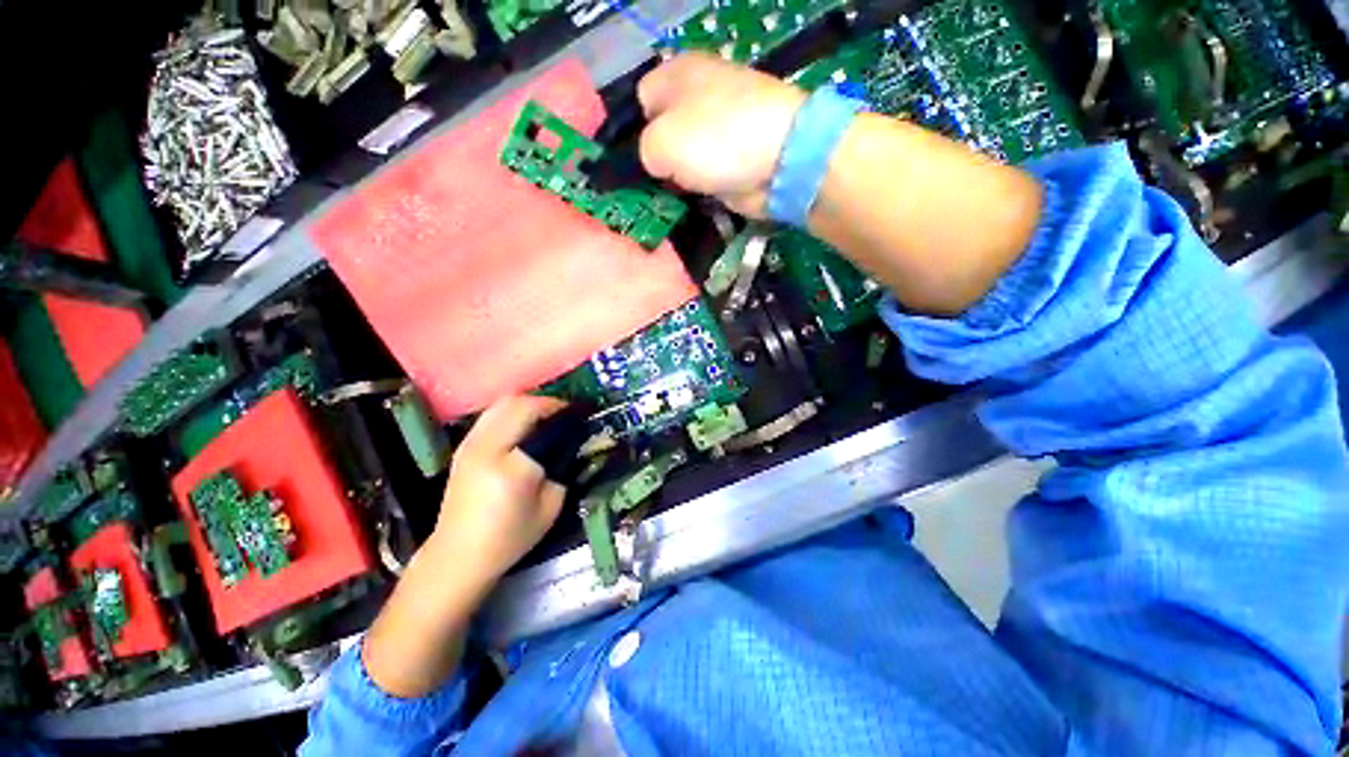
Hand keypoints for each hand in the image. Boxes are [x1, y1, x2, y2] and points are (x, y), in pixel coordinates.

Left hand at [429, 395, 568, 586]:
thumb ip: (564, 467)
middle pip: (519, 403)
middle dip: (547, 403)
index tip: (581, 416)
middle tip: (566, 414)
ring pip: (503, 403)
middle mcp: (486, 447)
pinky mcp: (463, 446)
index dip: (564, 413)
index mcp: (512, 466)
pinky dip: (513, 411)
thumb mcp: (552, 505)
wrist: (457, 556)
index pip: (541, 421)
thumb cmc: (510, 537)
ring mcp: (470, 444)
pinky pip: (492, 414)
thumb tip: (575, 441)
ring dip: (529, 404)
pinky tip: (525, 426)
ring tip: (547, 417)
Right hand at [638, 52, 805, 216]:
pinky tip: (690, 203)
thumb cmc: (716, 139)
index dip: (632, 132)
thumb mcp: (661, 142)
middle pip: (664, 130)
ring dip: (676, 179)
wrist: (780, 159)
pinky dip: (698, 189)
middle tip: (649, 187)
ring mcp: (721, 129)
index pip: (641, 99)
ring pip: (684, 156)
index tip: (632, 165)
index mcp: (678, 74)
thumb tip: (657, 163)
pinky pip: (704, 174)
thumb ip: (644, 151)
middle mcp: (700, 96)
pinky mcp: (734, 158)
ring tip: (666, 199)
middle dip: (656, 159)